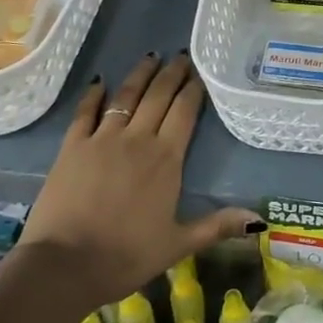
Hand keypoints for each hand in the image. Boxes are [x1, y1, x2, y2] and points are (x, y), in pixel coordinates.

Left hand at [16, 52, 260, 309]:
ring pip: (126, 96)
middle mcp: (138, 139)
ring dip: (140, 75)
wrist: (63, 266)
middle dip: (172, 73)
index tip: (200, 73)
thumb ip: (217, 226)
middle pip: (158, 96)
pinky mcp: (72, 147)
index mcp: (166, 158)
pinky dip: (93, 95)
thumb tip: (260, 221)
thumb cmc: (125, 256)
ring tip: (151, 57)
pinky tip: (99, 81)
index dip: (194, 89)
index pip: (185, 111)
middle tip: (181, 56)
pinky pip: (85, 112)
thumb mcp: (177, 245)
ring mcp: (102, 139)